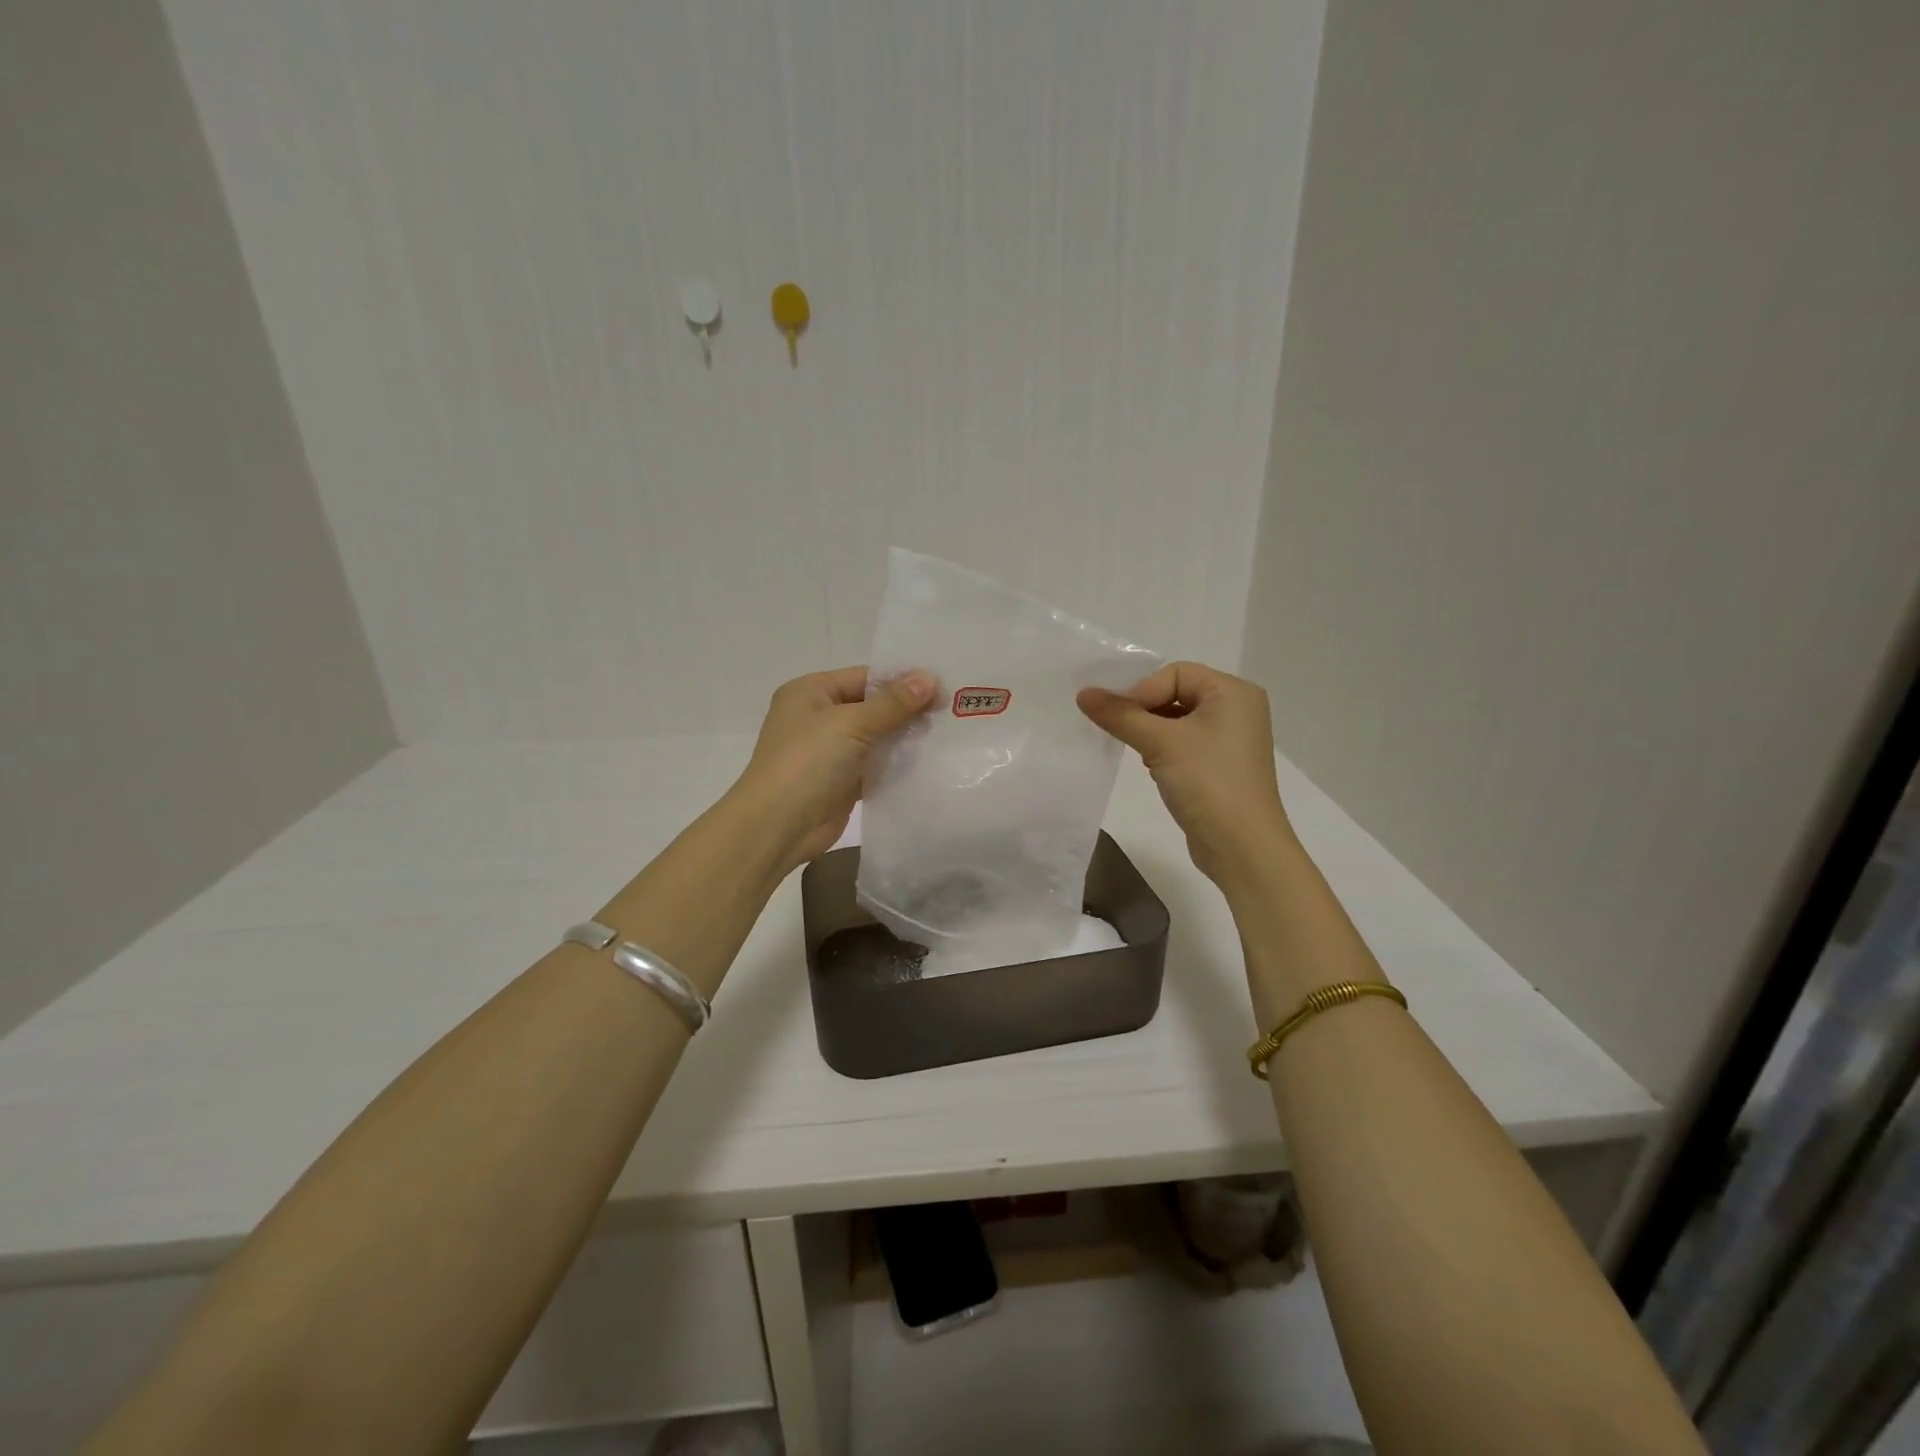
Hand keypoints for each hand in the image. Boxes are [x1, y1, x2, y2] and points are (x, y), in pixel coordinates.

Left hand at [730, 665, 936, 871]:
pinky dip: (896, 764)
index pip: (864, 677)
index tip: (942, 686)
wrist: (778, 826)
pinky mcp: (841, 781)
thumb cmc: (807, 762)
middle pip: (871, 706)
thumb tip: (930, 678)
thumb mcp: (851, 724)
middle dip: (907, 710)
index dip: (901, 680)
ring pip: (875, 737)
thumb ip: (893, 703)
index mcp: (810, 692)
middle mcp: (818, 717)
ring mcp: (829, 751)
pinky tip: (928, 761)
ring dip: (905, 737)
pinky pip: (874, 765)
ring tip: (946, 734)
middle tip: (950, 711)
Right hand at [1077, 661, 1294, 887]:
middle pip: (1176, 692)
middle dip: (1144, 708)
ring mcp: (1230, 739)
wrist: (1242, 848)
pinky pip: (1184, 743)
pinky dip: (1162, 748)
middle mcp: (1237, 709)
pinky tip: (1151, 766)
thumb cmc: (1208, 783)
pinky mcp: (1220, 765)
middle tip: (1116, 727)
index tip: (1118, 715)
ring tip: (1134, 747)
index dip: (1143, 689)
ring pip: (1177, 719)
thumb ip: (1120, 715)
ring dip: (1150, 729)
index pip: (1176, 673)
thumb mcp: (1160, 743)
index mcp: (1233, 692)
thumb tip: (1083, 694)